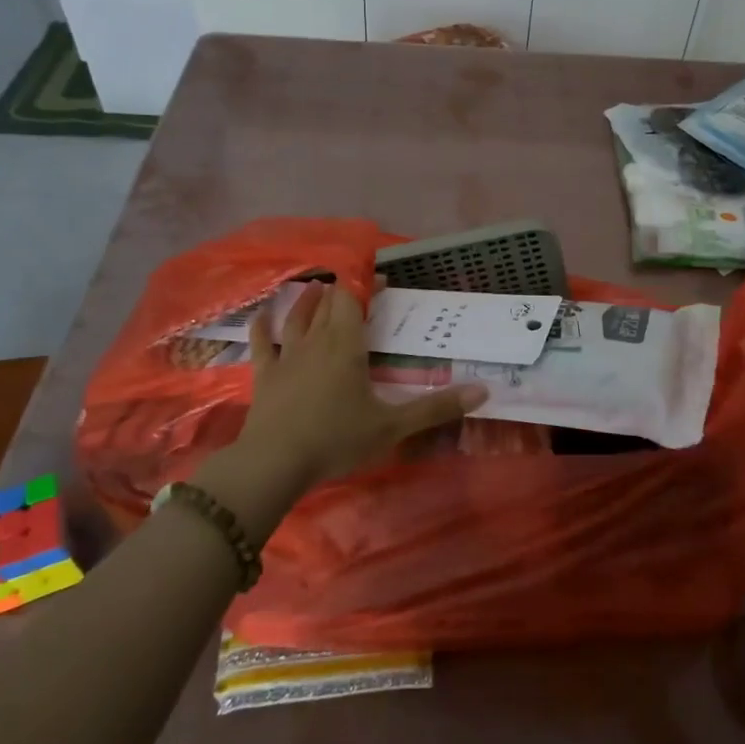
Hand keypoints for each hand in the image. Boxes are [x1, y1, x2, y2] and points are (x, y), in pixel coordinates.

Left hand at [232, 282, 487, 485]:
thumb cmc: (337, 440)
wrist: (274, 464)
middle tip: (358, 288)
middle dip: (343, 291)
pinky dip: (261, 327)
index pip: (354, 301)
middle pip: (328, 305)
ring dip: (307, 301)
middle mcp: (316, 342)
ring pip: (297, 319)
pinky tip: (260, 314)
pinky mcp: (265, 376)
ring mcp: (287, 357)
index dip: (366, 285)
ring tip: (315, 287)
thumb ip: (437, 408)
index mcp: (346, 346)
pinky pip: (261, 344)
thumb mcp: (393, 427)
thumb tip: (484, 390)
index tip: (382, 278)